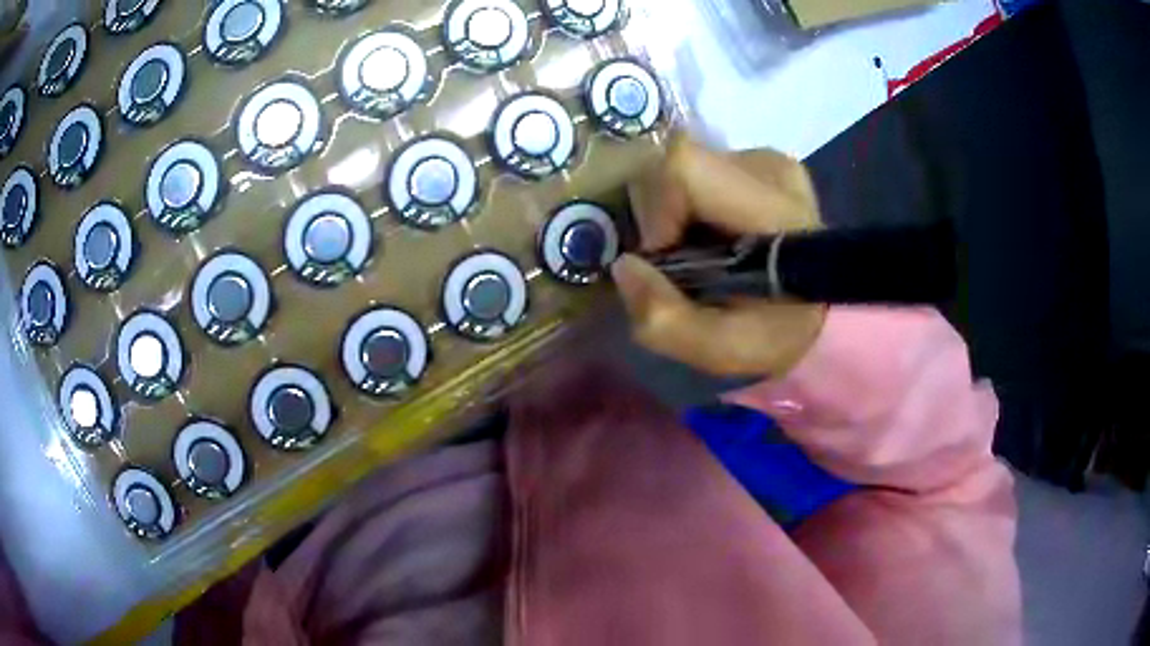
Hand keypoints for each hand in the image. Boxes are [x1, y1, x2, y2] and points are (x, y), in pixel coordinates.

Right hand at [611, 135, 827, 376]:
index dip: (657, 210)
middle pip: (679, 164)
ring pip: (687, 165)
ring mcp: (770, 159)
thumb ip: (667, 321)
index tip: (664, 259)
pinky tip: (716, 232)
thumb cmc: (776, 333)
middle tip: (681, 260)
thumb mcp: (722, 350)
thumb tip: (623, 265)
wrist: (821, 313)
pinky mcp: (763, 159)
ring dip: (677, 210)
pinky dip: (693, 203)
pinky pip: (703, 168)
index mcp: (774, 210)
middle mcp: (773, 168)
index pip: (685, 167)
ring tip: (702, 249)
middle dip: (662, 214)